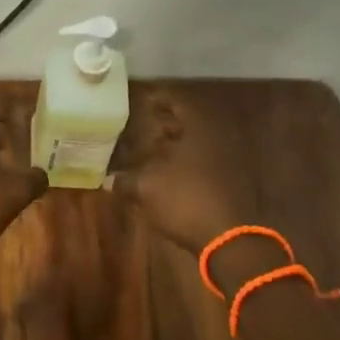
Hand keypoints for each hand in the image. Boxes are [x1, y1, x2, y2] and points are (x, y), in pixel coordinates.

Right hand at [110, 90, 258, 253]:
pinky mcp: (230, 184)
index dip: (159, 99)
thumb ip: (126, 179)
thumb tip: (109, 180)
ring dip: (176, 146)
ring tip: (151, 152)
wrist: (229, 239)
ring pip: (198, 145)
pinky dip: (185, 164)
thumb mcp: (146, 187)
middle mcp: (217, 138)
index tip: (143, 100)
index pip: (178, 102)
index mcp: (199, 128)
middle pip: (190, 123)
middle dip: (167, 124)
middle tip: (144, 126)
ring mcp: (228, 161)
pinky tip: (167, 176)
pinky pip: (204, 164)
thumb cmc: (186, 199)